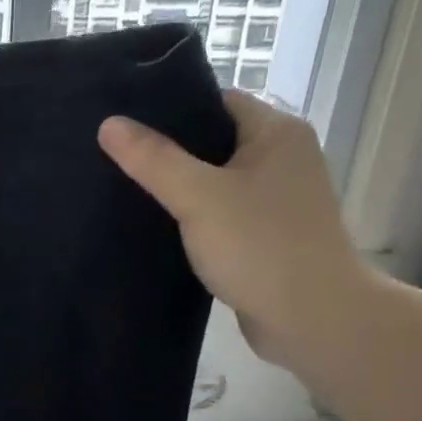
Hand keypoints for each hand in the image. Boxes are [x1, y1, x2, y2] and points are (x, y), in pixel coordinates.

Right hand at [98, 91, 369, 369]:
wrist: (312, 319)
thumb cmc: (260, 246)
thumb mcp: (199, 197)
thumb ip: (154, 160)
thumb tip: (109, 124)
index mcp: (276, 132)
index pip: (216, 102)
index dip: (170, 110)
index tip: (124, 125)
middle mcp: (283, 159)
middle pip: (214, 144)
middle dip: (168, 154)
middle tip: (114, 162)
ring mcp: (277, 202)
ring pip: (216, 185)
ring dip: (179, 193)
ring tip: (126, 195)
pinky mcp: (267, 239)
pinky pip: (221, 218)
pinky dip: (194, 223)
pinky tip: (158, 233)